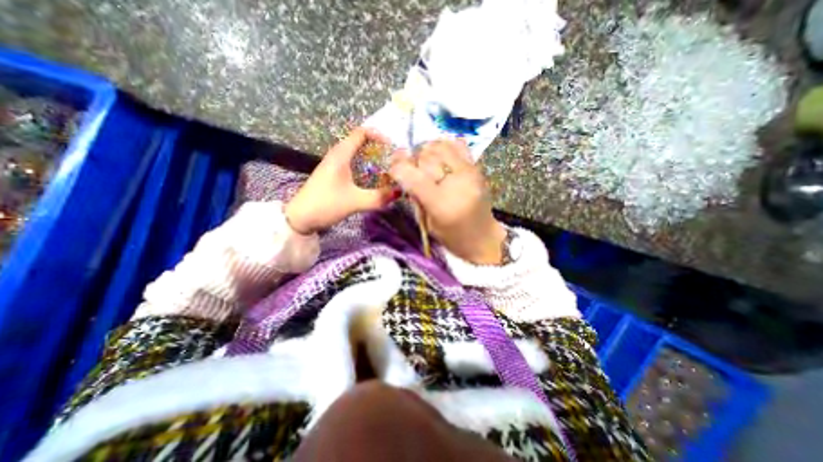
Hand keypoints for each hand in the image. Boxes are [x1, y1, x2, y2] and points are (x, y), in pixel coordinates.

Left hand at [285, 127, 396, 234]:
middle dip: (378, 148)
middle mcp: (337, 155)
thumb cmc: (326, 205)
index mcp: (341, 155)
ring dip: (372, 158)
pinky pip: (353, 164)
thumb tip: (400, 191)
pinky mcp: (333, 175)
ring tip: (387, 168)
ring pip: (357, 154)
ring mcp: (334, 165)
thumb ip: (379, 197)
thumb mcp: (355, 202)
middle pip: (360, 142)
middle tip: (393, 159)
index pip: (361, 133)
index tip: (392, 147)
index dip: (378, 135)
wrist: (300, 218)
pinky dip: (365, 167)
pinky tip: (373, 179)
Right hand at [390, 140, 504, 264]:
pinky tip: (441, 156)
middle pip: (426, 157)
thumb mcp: (428, 223)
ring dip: (427, 151)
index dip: (398, 169)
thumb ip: (416, 198)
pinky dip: (444, 146)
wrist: (483, 237)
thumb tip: (404, 173)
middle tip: (410, 168)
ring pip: (440, 146)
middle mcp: (456, 183)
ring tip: (425, 163)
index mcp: (441, 204)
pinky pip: (457, 145)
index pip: (414, 177)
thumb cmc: (452, 237)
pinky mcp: (477, 168)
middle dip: (413, 160)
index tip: (393, 169)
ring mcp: (469, 172)